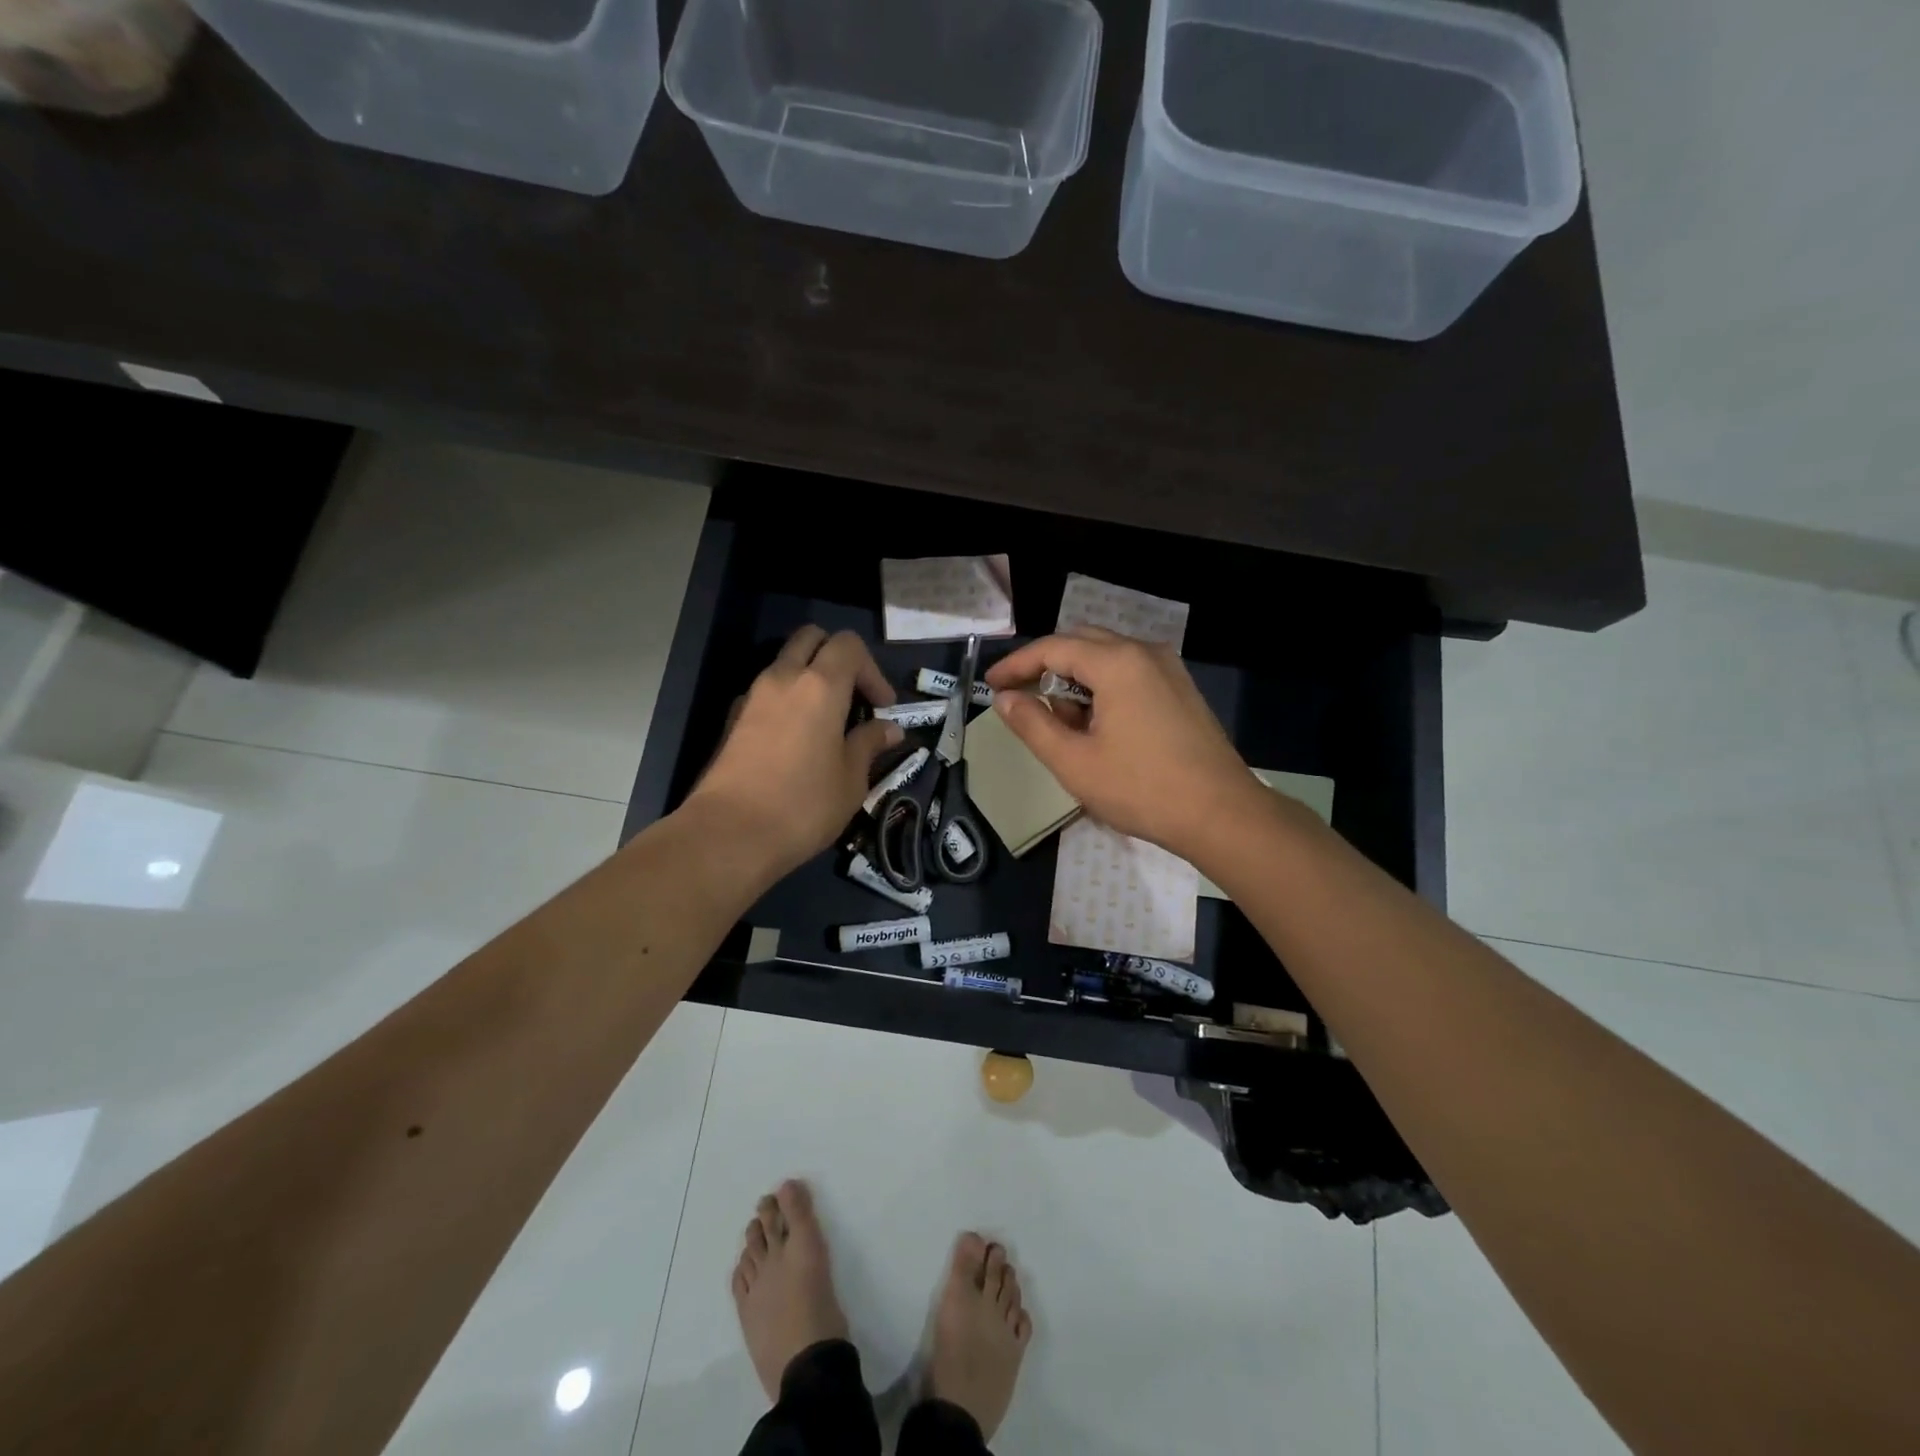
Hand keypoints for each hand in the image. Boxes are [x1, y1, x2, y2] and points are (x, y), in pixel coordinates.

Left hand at [686, 626, 901, 882]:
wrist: (729, 833)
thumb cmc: (803, 805)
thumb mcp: (851, 780)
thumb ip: (869, 744)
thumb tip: (889, 729)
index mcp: (820, 685)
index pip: (849, 645)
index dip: (872, 670)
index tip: (883, 707)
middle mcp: (783, 678)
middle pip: (812, 638)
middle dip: (838, 657)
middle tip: (854, 696)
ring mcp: (752, 696)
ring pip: (786, 662)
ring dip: (811, 677)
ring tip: (829, 721)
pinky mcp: (733, 719)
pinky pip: (767, 691)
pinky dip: (787, 699)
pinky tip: (797, 739)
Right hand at [984, 629, 1254, 859]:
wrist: (1222, 815)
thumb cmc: (1141, 789)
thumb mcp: (1074, 762)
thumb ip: (1033, 725)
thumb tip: (1006, 699)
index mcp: (1117, 663)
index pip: (1053, 648)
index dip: (1016, 665)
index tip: (991, 685)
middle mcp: (1145, 653)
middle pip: (1081, 643)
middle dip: (1045, 667)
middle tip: (1020, 698)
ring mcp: (1169, 670)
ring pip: (1107, 658)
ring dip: (1075, 681)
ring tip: (1060, 725)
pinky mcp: (1181, 690)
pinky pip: (1130, 674)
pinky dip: (1103, 689)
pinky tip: (1097, 727)